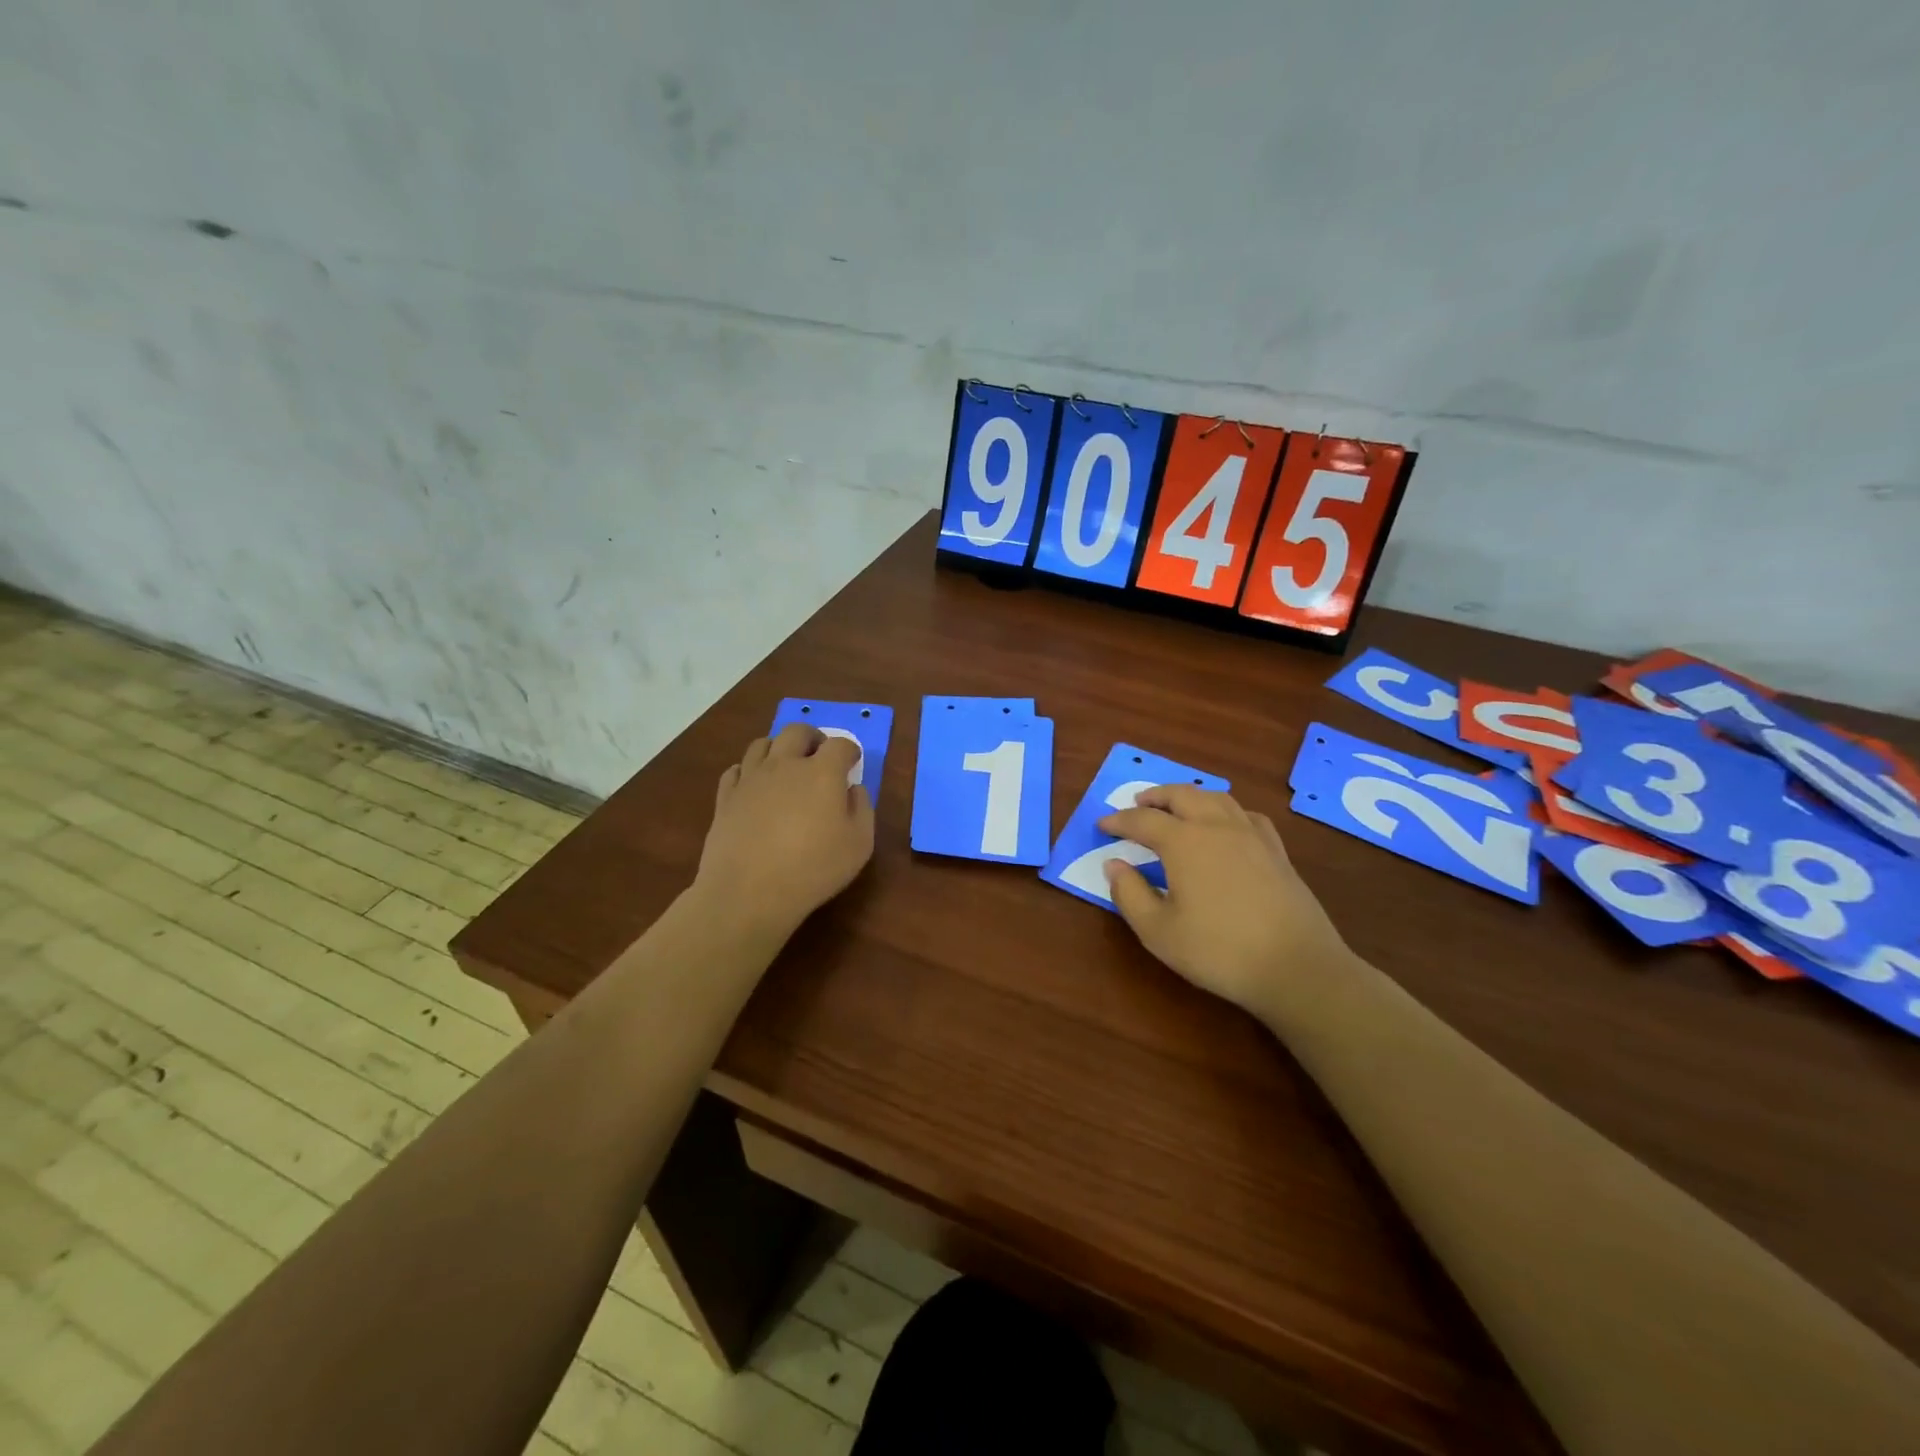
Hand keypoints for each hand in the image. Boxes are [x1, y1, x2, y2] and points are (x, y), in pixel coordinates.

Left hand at [694, 723, 875, 937]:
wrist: (748, 892)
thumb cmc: (813, 869)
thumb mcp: (859, 845)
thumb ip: (862, 810)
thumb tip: (853, 790)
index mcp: (822, 772)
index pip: (840, 745)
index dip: (850, 751)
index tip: (853, 762)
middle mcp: (785, 765)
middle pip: (797, 731)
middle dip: (813, 738)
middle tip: (819, 755)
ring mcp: (751, 778)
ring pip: (762, 743)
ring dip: (778, 748)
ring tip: (785, 766)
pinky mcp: (725, 797)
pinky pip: (736, 769)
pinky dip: (748, 771)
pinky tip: (754, 786)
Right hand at [1099, 785, 1353, 1021]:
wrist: (1296, 967)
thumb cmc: (1219, 951)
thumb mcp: (1158, 931)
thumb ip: (1129, 894)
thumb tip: (1114, 865)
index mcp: (1184, 842)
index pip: (1143, 820)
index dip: (1119, 821)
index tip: (1102, 825)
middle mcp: (1217, 826)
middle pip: (1182, 795)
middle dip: (1155, 796)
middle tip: (1137, 803)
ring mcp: (1251, 836)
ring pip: (1216, 797)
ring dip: (1189, 796)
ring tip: (1177, 806)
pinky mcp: (1277, 851)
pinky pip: (1246, 815)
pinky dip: (1226, 810)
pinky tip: (1226, 824)